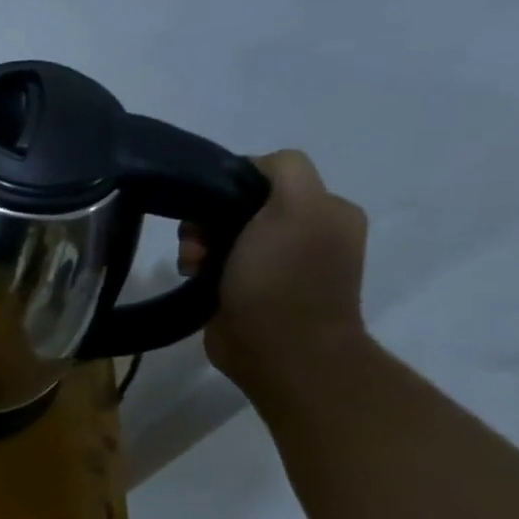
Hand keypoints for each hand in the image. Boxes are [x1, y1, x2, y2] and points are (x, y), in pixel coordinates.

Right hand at [178, 149, 368, 391]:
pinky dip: (200, 267)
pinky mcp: (248, 291)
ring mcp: (277, 266)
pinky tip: (194, 277)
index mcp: (326, 210)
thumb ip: (282, 170)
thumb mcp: (296, 207)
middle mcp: (306, 234)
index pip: (268, 175)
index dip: (233, 184)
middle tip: (196, 242)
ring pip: (222, 235)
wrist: (278, 350)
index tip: (212, 206)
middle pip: (240, 205)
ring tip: (193, 265)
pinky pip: (215, 264)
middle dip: (209, 219)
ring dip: (199, 244)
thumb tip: (249, 168)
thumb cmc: (284, 277)